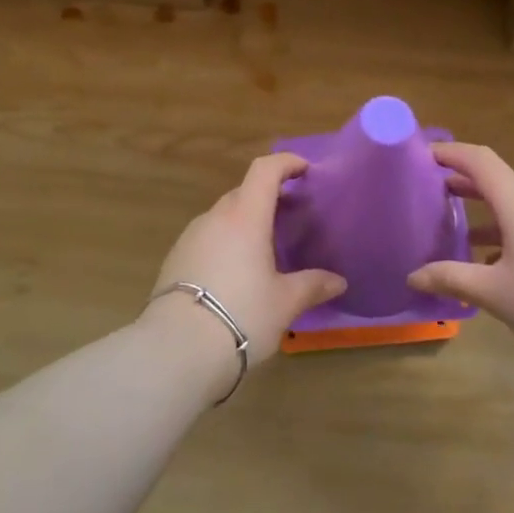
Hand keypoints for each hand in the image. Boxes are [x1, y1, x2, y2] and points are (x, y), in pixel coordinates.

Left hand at [142, 153, 345, 375]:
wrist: (176, 349)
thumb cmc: (241, 315)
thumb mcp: (284, 303)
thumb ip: (312, 286)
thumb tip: (338, 282)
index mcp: (245, 217)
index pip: (265, 171)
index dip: (286, 163)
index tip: (305, 170)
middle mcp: (215, 218)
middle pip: (243, 192)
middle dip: (268, 197)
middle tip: (290, 217)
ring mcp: (190, 237)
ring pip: (223, 217)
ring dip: (244, 222)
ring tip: (263, 249)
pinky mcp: (174, 259)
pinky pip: (206, 238)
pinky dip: (225, 242)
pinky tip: (234, 273)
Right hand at [407, 142, 513, 367]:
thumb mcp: (495, 294)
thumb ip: (451, 278)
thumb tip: (412, 276)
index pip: (480, 161)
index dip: (450, 152)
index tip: (423, 155)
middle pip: (501, 179)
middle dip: (466, 183)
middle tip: (434, 192)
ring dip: (491, 210)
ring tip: (463, 230)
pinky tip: (505, 260)